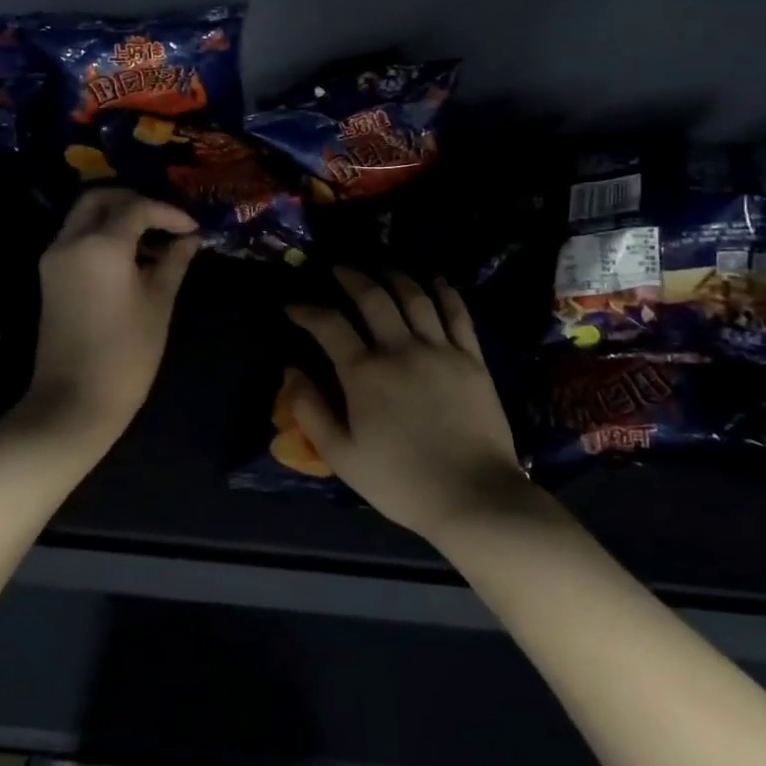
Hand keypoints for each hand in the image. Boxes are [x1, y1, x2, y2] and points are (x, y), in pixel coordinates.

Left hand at [23, 189, 200, 449]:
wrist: (73, 402)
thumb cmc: (126, 353)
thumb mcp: (159, 303)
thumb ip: (174, 262)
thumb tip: (189, 238)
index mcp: (100, 244)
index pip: (137, 208)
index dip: (169, 213)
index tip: (193, 229)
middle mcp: (71, 241)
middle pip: (100, 198)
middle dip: (135, 201)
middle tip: (165, 222)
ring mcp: (55, 257)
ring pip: (84, 216)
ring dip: (117, 216)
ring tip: (153, 240)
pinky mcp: (50, 275)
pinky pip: (76, 237)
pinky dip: (102, 234)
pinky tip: (131, 258)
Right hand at [286, 269, 531, 539]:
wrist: (474, 496)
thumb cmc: (401, 481)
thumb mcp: (342, 456)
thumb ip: (311, 411)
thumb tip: (290, 371)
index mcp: (364, 373)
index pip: (329, 325)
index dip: (307, 310)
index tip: (293, 306)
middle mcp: (400, 349)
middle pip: (373, 298)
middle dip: (352, 278)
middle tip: (339, 269)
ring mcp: (440, 350)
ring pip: (415, 297)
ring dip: (395, 277)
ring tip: (382, 269)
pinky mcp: (472, 358)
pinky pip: (457, 313)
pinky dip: (444, 292)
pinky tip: (435, 280)